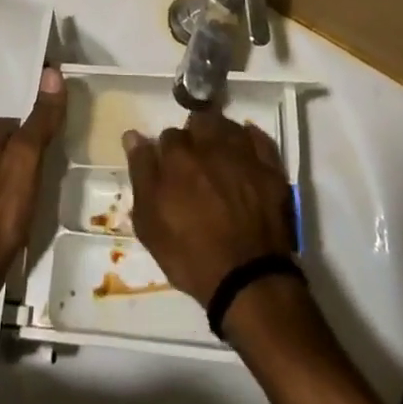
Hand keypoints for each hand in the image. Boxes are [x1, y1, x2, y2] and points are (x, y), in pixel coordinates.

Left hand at [0, 66, 66, 319]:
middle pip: (4, 150)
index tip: (56, 139)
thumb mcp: (28, 155)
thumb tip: (51, 72)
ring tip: (43, 194)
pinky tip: (24, 220)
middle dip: (25, 155)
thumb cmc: (1, 204)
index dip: (34, 127)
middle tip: (53, 168)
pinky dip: (10, 207)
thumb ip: (41, 118)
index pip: (13, 123)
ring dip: (17, 181)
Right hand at [123, 110, 295, 306]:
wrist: (248, 281)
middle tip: (196, 162)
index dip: (167, 153)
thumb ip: (141, 174)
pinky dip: (250, 140)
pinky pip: (259, 138)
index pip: (167, 135)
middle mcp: (210, 144)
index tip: (170, 170)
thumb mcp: (150, 224)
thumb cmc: (191, 256)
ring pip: (227, 125)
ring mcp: (243, 154)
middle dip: (194, 136)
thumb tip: (132, 136)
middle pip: (198, 122)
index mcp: (178, 156)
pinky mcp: (270, 168)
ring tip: (220, 155)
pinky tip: (246, 152)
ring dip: (220, 134)